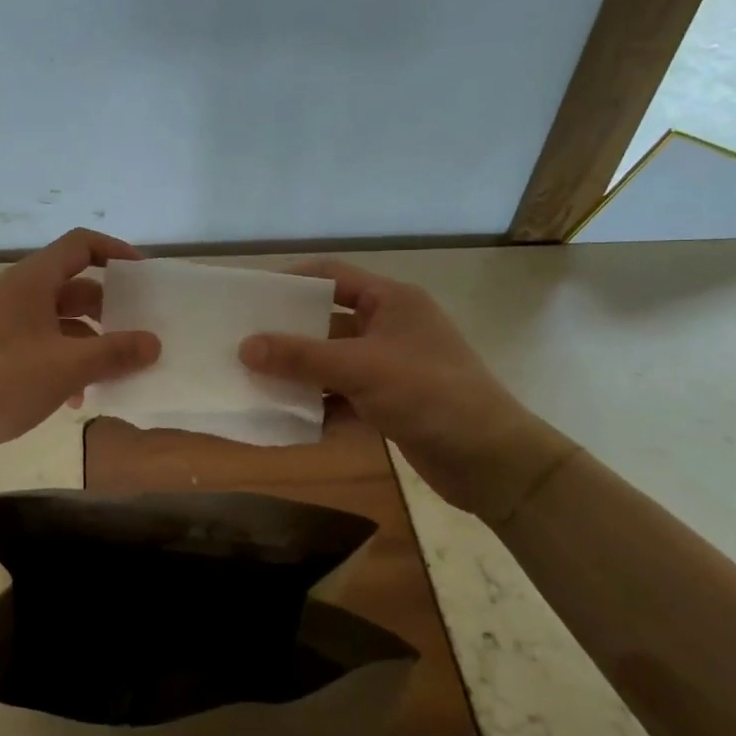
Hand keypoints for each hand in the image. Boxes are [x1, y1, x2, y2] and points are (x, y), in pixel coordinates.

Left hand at [0, 229, 161, 464]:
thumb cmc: (1, 381)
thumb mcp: (67, 367)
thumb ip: (115, 353)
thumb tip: (154, 343)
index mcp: (32, 281)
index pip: (81, 244)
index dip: (116, 252)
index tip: (144, 277)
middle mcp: (19, 294)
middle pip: (75, 287)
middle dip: (109, 309)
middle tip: (139, 332)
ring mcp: (5, 324)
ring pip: (61, 322)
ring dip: (90, 343)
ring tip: (116, 372)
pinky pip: (43, 347)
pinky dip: (66, 364)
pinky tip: (77, 399)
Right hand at [238, 260, 573, 521]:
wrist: (491, 460)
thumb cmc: (429, 394)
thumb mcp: (360, 368)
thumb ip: (301, 356)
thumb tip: (244, 346)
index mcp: (391, 301)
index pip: (332, 275)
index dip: (292, 281)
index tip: (252, 297)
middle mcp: (390, 326)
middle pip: (327, 321)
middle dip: (288, 334)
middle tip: (243, 342)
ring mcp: (391, 366)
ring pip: (333, 361)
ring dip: (300, 373)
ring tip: (254, 380)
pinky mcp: (390, 401)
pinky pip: (343, 394)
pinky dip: (319, 404)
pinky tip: (288, 417)